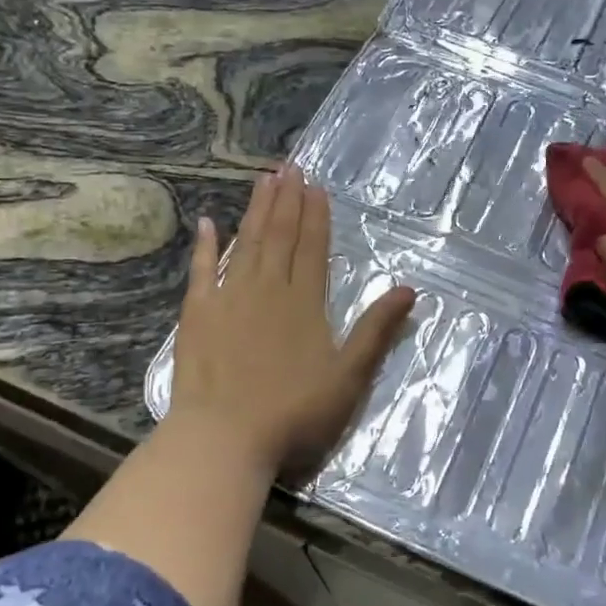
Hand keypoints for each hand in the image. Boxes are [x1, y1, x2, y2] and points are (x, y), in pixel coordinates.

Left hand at [167, 165, 415, 477]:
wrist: (223, 438)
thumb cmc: (294, 413)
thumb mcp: (349, 377)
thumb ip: (376, 330)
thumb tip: (408, 288)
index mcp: (304, 302)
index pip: (313, 248)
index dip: (316, 215)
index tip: (316, 185)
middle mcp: (267, 289)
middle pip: (280, 236)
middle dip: (287, 200)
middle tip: (290, 167)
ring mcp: (229, 299)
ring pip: (246, 243)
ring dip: (257, 211)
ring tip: (264, 179)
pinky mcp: (197, 314)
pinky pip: (201, 271)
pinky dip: (205, 246)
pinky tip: (208, 222)